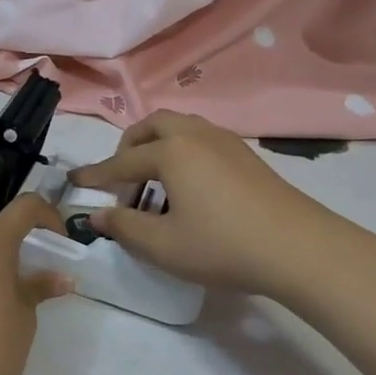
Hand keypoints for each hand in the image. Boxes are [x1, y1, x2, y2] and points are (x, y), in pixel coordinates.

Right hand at [69, 111, 375, 310]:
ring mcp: (226, 142)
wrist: (301, 249)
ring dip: (158, 144)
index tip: (75, 181)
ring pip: (181, 127)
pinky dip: (183, 150)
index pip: (122, 161)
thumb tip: (97, 215)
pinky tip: (190, 184)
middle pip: (153, 125)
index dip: (96, 174)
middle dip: (130, 145)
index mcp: (171, 152)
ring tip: (154, 177)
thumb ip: (124, 226)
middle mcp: (196, 136)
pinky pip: (203, 138)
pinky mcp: (248, 156)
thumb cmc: (223, 245)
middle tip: (121, 175)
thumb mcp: (163, 245)